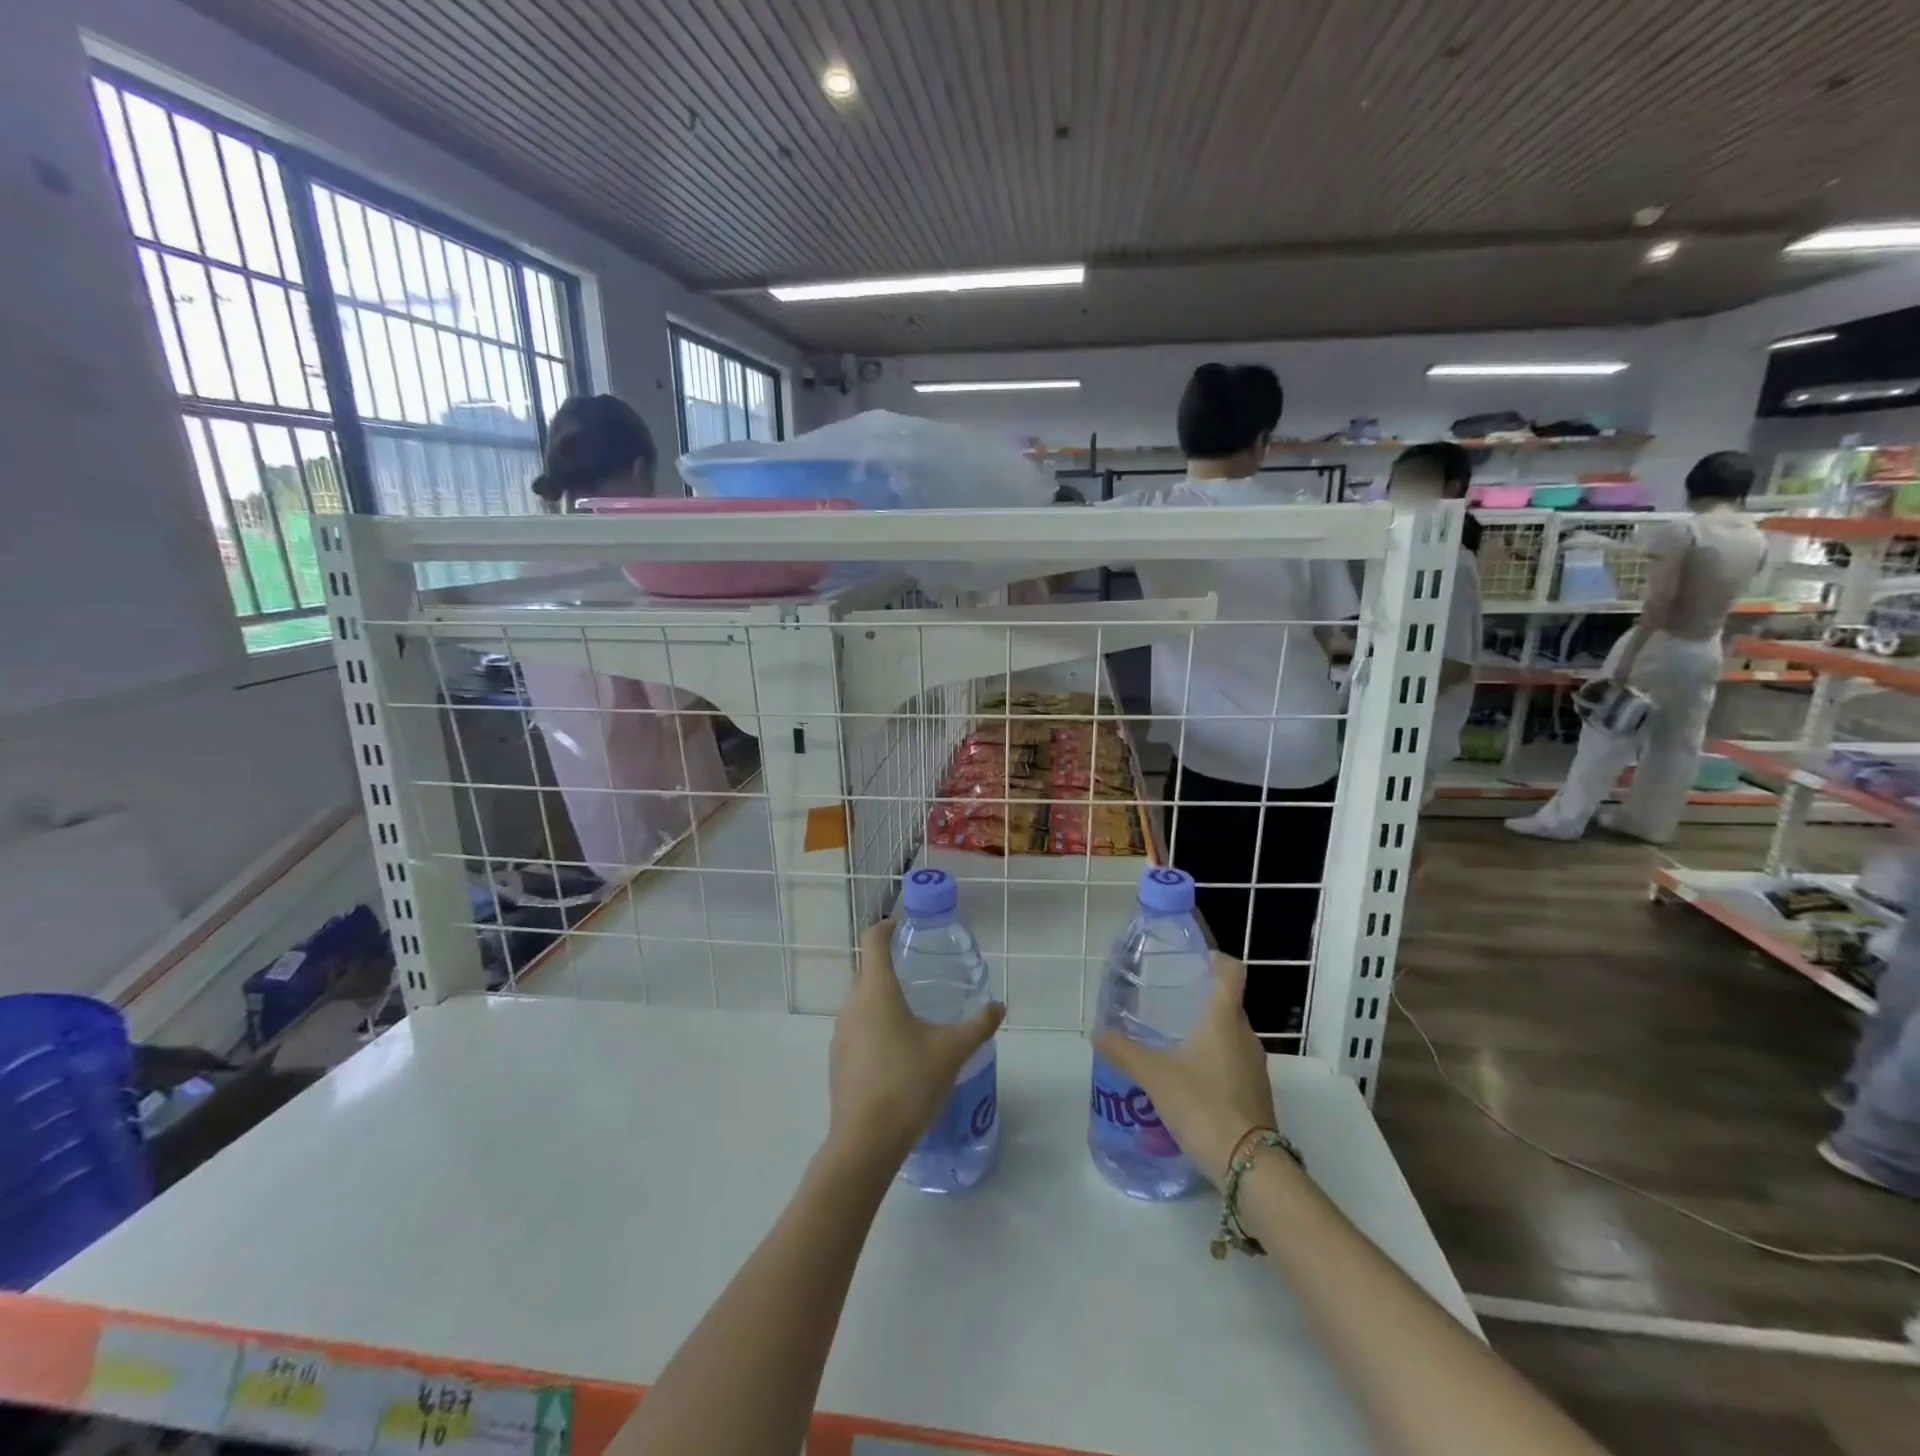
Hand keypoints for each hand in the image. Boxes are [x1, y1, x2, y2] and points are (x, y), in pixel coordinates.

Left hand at [828, 921, 1005, 1167]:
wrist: (865, 1142)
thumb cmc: (909, 1083)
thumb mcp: (952, 1051)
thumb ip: (978, 1025)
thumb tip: (999, 1006)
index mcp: (877, 991)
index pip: (873, 941)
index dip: (886, 927)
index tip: (902, 925)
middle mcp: (853, 1005)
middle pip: (865, 970)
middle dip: (886, 964)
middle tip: (916, 970)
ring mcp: (840, 1033)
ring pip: (859, 1001)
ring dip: (880, 997)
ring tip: (910, 1011)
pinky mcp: (837, 1060)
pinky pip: (856, 1028)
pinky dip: (873, 1025)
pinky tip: (896, 1049)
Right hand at [1092, 954, 1276, 1189]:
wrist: (1248, 1165)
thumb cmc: (1202, 1103)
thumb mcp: (1154, 1075)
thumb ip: (1124, 1050)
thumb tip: (1098, 1033)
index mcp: (1224, 1018)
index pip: (1231, 971)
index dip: (1214, 959)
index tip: (1192, 961)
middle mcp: (1245, 1035)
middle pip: (1227, 1004)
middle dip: (1200, 1001)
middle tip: (1167, 1004)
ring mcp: (1255, 1067)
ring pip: (1230, 1036)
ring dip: (1206, 1034)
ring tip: (1172, 1044)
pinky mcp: (1256, 1094)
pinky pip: (1233, 1064)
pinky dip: (1213, 1063)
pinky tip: (1188, 1081)